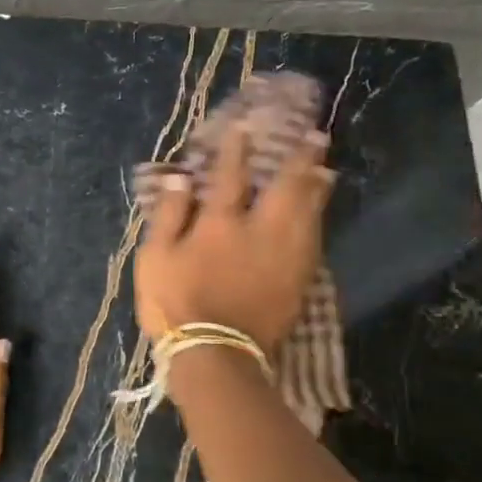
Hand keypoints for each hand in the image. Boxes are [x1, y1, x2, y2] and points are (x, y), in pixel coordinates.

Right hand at [134, 123, 334, 354]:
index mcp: (221, 224)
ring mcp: (284, 257)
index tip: (247, 126)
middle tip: (316, 138)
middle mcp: (260, 232)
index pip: (232, 177)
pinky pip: (314, 243)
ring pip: (308, 214)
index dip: (238, 150)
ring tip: (327, 169)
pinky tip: (320, 217)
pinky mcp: (297, 282)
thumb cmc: (175, 303)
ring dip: (318, 188)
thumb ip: (170, 215)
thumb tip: (182, 178)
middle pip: (286, 189)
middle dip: (300, 160)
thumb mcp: (155, 257)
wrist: (213, 354)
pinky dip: (318, 223)